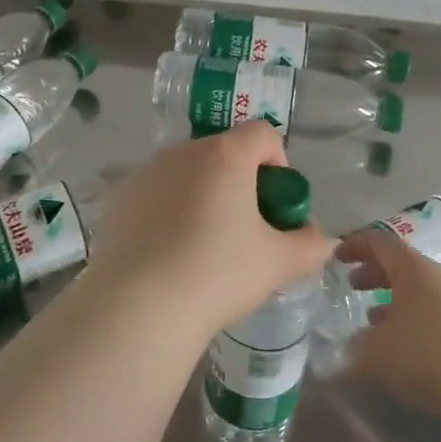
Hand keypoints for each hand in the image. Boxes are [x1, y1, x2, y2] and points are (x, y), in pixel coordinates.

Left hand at [86, 123, 332, 337]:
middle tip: (243, 230)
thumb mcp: (277, 264)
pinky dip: (167, 210)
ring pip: (187, 172)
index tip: (274, 206)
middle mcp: (183, 151)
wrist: (139, 306)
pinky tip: (166, 253)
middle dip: (240, 182)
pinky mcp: (119, 197)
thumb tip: (321, 240)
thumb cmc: (217, 274)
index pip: (263, 135)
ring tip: (202, 246)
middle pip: (224, 152)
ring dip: (202, 194)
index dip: (278, 164)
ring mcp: (146, 171)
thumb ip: (309, 245)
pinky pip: (156, 192)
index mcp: (225, 155)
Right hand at [335, 228, 440, 424]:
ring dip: (394, 302)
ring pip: (419, 292)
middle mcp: (437, 277)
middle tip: (353, 286)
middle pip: (401, 265)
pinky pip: (434, 316)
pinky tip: (404, 349)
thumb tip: (348, 351)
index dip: (355, 245)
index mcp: (412, 268)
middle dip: (374, 274)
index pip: (379, 242)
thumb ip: (356, 350)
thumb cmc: (427, 352)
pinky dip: (413, 323)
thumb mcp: (377, 353)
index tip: (337, 256)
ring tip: (374, 321)